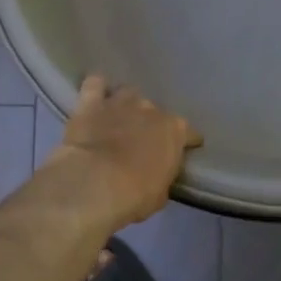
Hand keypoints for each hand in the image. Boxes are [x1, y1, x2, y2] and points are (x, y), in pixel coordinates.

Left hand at [43, 75, 201, 228]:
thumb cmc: (134, 195)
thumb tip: (156, 175)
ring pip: (128, 94)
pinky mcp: (91, 103)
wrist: (94, 184)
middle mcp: (151, 109)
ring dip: (126, 106)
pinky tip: (95, 98)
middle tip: (141, 142)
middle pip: (156, 112)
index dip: (187, 142)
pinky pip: (95, 84)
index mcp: (175, 131)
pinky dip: (97, 89)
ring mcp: (120, 102)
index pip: (189, 133)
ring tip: (118, 120)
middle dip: (150, 124)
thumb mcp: (160, 194)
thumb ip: (162, 177)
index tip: (183, 151)